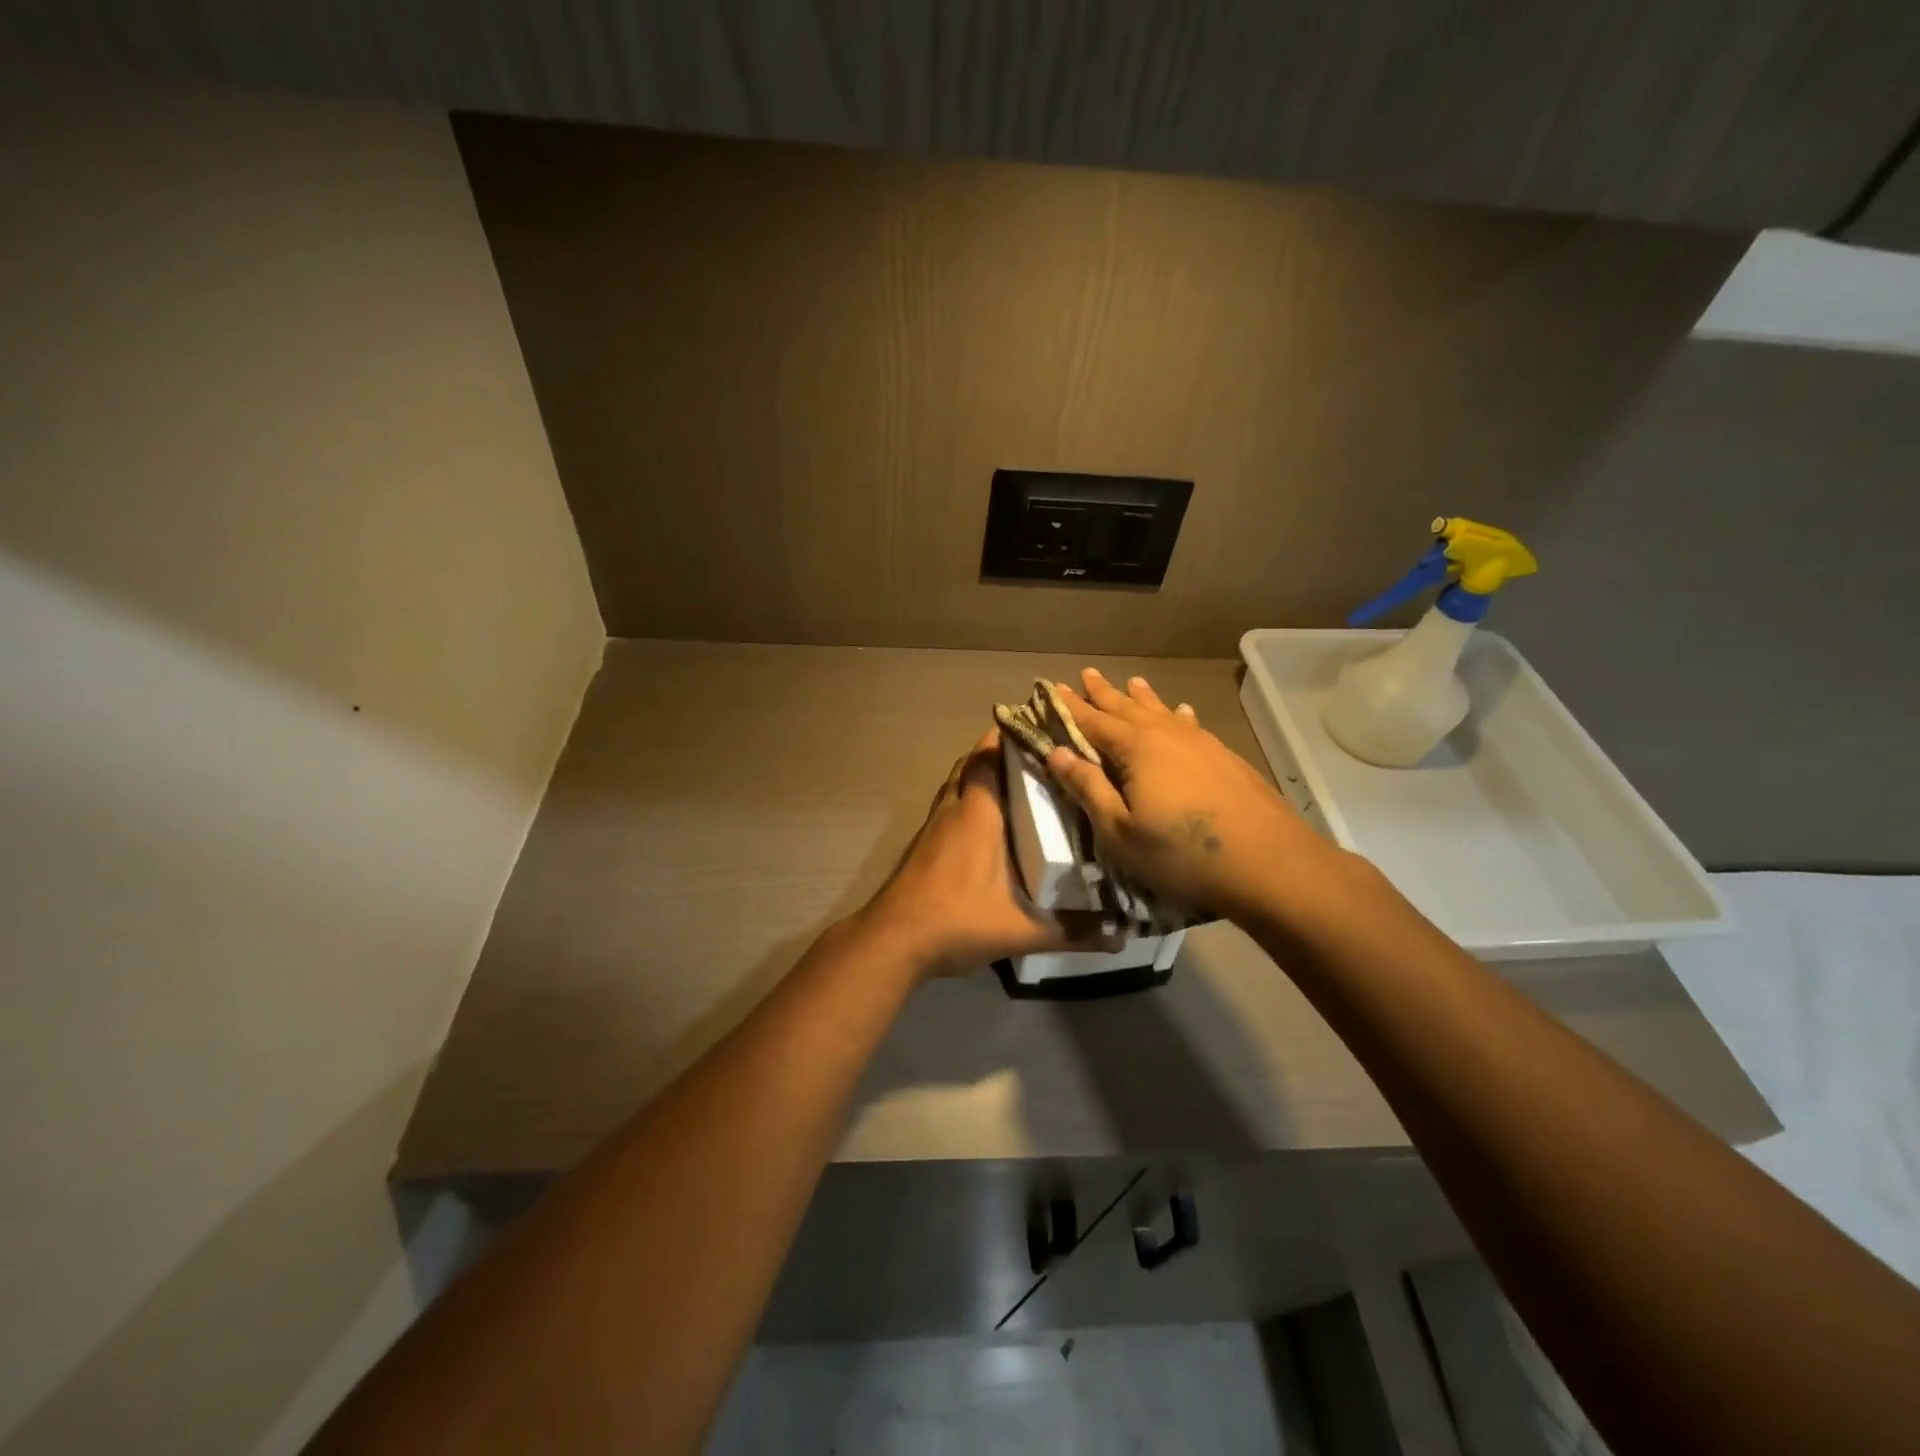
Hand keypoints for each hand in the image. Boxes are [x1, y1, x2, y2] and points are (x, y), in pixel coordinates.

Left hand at [861, 730, 1118, 976]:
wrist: (894, 941)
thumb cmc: (958, 919)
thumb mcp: (1023, 930)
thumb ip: (1073, 931)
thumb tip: (1123, 936)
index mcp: (978, 813)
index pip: (990, 755)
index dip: (1011, 737)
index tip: (1042, 731)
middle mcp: (954, 808)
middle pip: (972, 763)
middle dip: (1000, 754)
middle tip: (1038, 759)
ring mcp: (933, 826)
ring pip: (957, 784)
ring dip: (981, 777)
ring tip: (1018, 786)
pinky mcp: (923, 845)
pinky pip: (949, 807)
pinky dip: (968, 802)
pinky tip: (989, 827)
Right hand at [1047, 668, 1332, 920]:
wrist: (1269, 862)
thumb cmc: (1182, 853)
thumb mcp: (1120, 830)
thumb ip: (1088, 788)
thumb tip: (1057, 753)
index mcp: (1136, 748)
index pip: (1092, 721)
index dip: (1070, 707)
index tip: (1052, 689)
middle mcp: (1167, 734)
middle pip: (1127, 708)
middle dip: (1103, 693)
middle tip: (1086, 674)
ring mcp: (1201, 743)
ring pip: (1162, 711)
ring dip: (1141, 697)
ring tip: (1131, 681)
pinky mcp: (1225, 757)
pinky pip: (1190, 724)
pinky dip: (1177, 714)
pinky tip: (1183, 711)